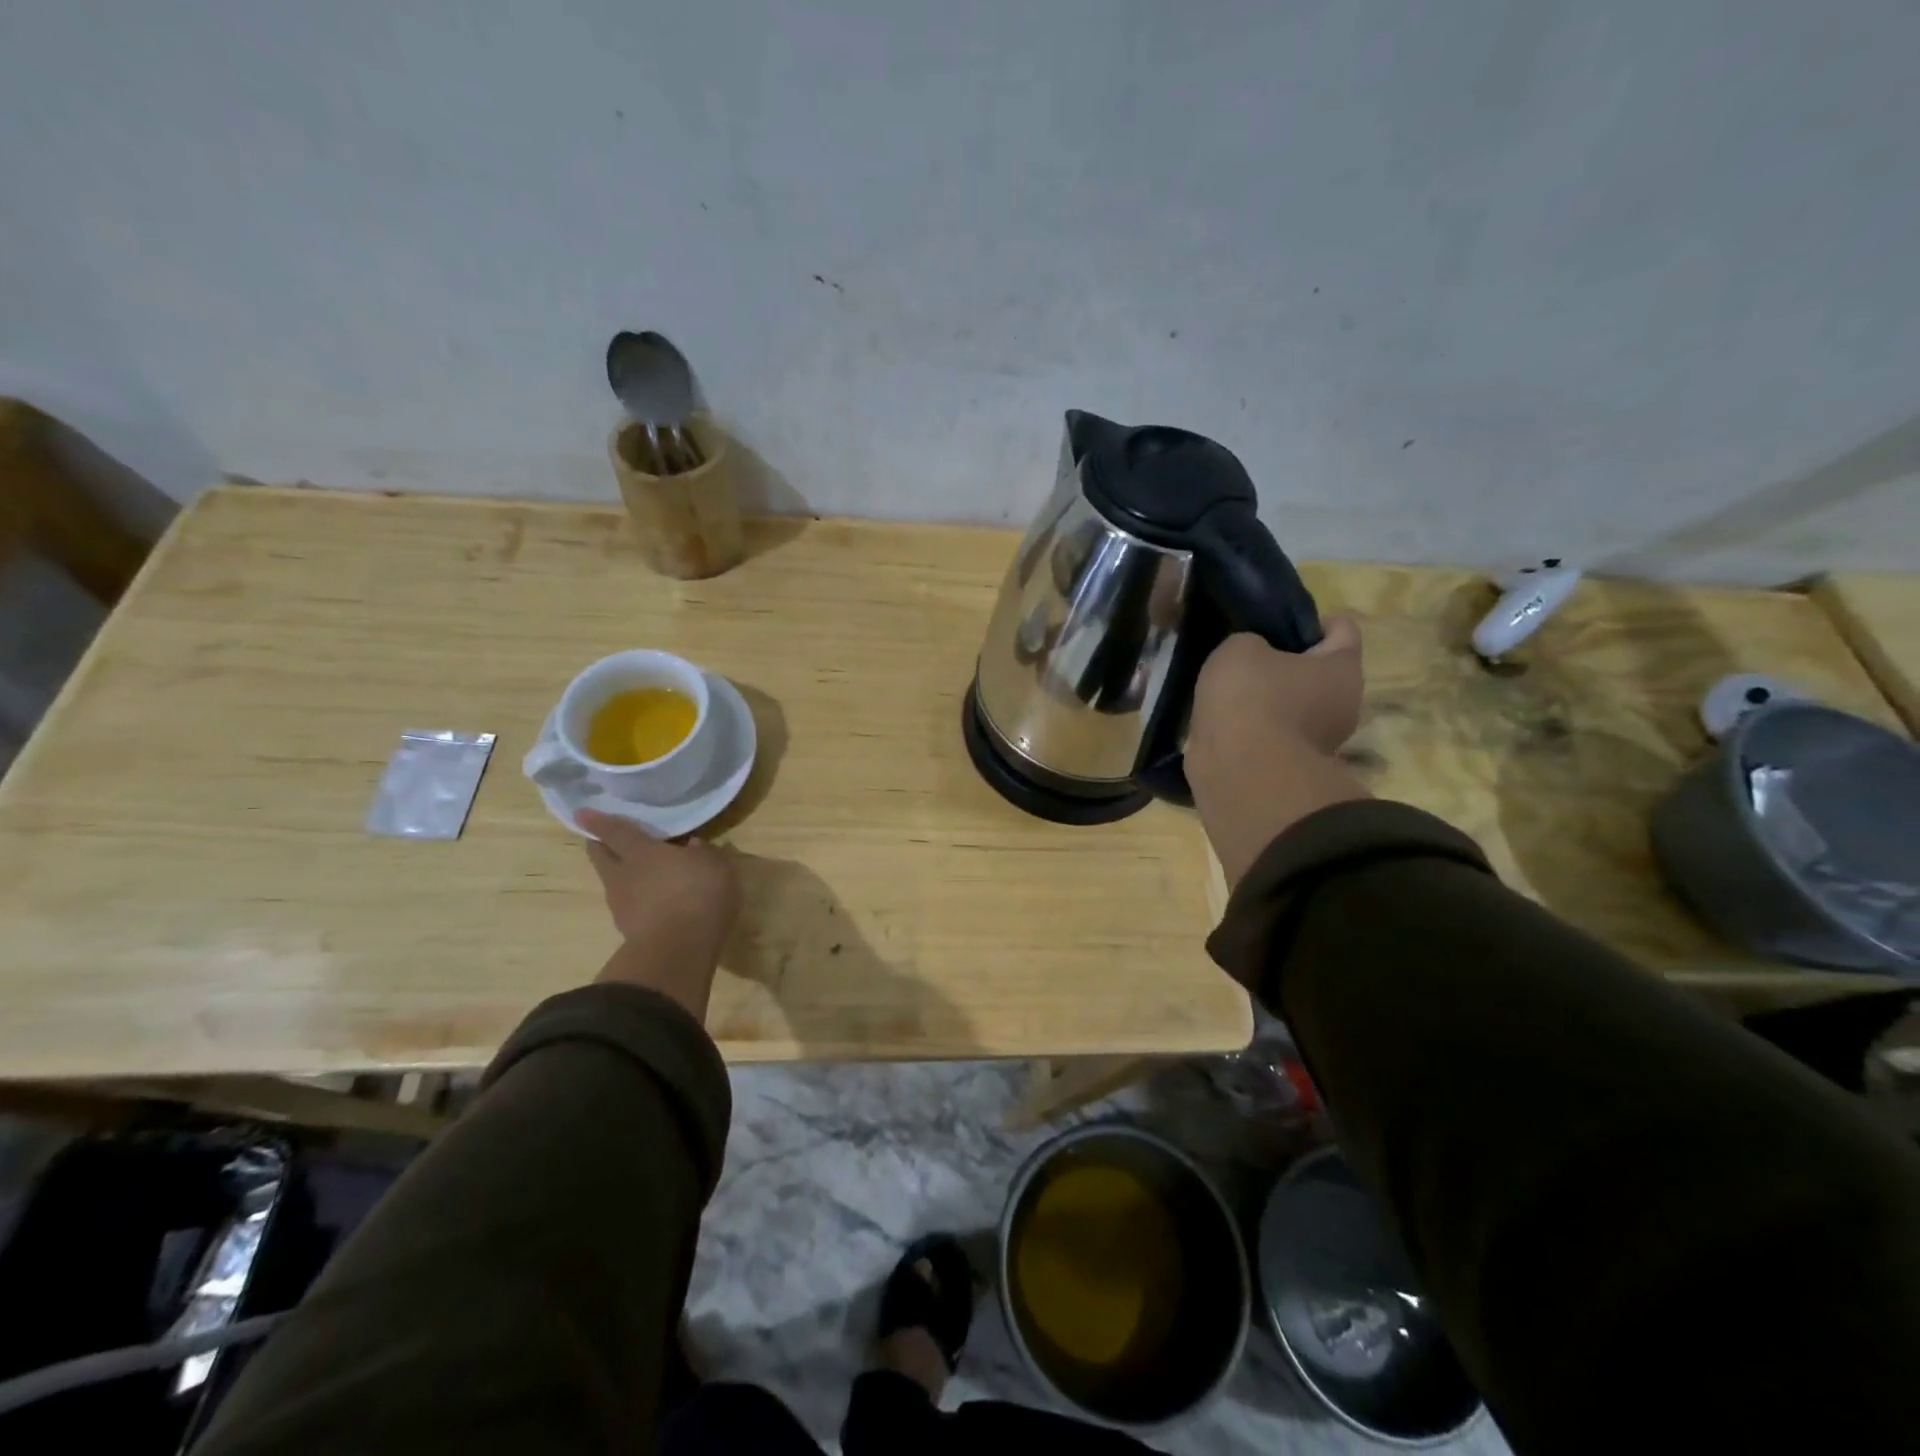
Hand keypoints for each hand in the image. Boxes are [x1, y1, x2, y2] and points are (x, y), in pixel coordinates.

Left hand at [579, 810, 740, 1018]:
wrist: (679, 949)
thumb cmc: (697, 893)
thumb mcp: (714, 865)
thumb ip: (704, 853)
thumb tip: (694, 845)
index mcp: (641, 852)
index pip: (614, 831)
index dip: (598, 821)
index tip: (581, 813)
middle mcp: (623, 876)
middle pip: (601, 856)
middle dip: (599, 846)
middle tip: (603, 839)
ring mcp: (622, 906)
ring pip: (613, 883)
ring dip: (620, 875)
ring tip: (636, 873)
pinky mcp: (629, 932)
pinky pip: (629, 907)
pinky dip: (636, 901)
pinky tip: (653, 902)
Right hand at [1186, 617, 1369, 888]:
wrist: (1240, 775)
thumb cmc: (1250, 699)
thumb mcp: (1238, 648)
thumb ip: (1250, 642)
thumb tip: (1252, 657)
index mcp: (1342, 667)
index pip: (1341, 628)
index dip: (1309, 622)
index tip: (1275, 626)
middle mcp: (1344, 704)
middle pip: (1318, 671)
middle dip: (1286, 664)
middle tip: (1247, 660)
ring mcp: (1321, 742)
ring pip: (1295, 706)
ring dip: (1268, 701)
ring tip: (1228, 696)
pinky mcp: (1292, 768)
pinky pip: (1274, 735)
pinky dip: (1254, 731)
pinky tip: (1226, 726)